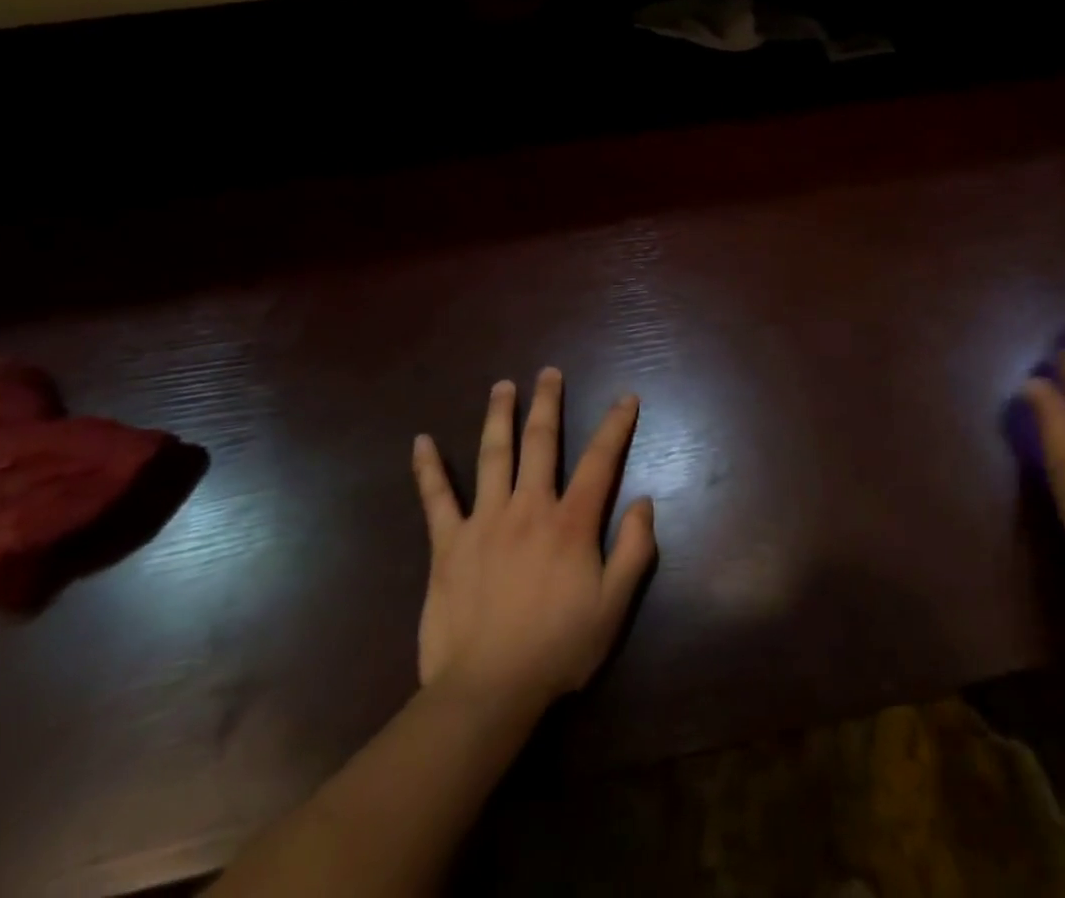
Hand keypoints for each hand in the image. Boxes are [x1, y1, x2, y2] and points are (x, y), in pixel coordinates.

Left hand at [411, 368, 656, 716]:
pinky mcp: (448, 544)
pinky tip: (421, 442)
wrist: (487, 690)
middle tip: (549, 372)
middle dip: (547, 403)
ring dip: (499, 416)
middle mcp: (529, 507)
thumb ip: (634, 549)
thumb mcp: (614, 605)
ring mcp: (484, 521)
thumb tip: (643, 501)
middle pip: (540, 442)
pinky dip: (428, 469)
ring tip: (502, 385)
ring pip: (493, 455)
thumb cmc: (557, 649)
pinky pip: (436, 499)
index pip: (600, 460)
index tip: (626, 398)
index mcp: (571, 522)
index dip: (616, 425)